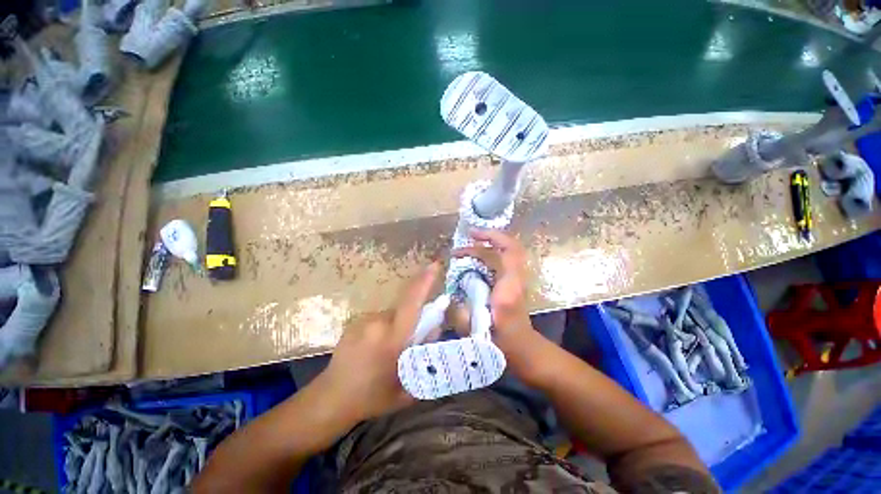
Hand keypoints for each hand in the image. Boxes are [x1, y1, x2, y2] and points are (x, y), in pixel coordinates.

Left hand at [313, 262, 440, 425]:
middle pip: (405, 308)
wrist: (331, 398)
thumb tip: (435, 327)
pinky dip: (386, 327)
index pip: (412, 302)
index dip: (424, 282)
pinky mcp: (356, 321)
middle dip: (414, 317)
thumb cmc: (373, 397)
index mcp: (392, 339)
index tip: (435, 265)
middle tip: (410, 341)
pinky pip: (381, 318)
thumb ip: (426, 353)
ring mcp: (364, 320)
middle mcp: (377, 323)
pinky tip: (376, 347)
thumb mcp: (408, 384)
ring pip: (393, 314)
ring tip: (390, 350)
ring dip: (399, 325)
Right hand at [452, 229, 547, 384]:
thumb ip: (460, 315)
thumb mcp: (476, 334)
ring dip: (490, 244)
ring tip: (469, 245)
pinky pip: (504, 260)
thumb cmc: (502, 344)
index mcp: (508, 289)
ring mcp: (517, 280)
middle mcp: (516, 280)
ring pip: (509, 252)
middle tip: (467, 238)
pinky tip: (476, 259)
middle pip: (510, 247)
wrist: (524, 350)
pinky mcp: (513, 282)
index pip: (508, 253)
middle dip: (488, 238)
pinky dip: (491, 253)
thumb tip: (448, 298)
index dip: (491, 238)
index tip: (471, 237)